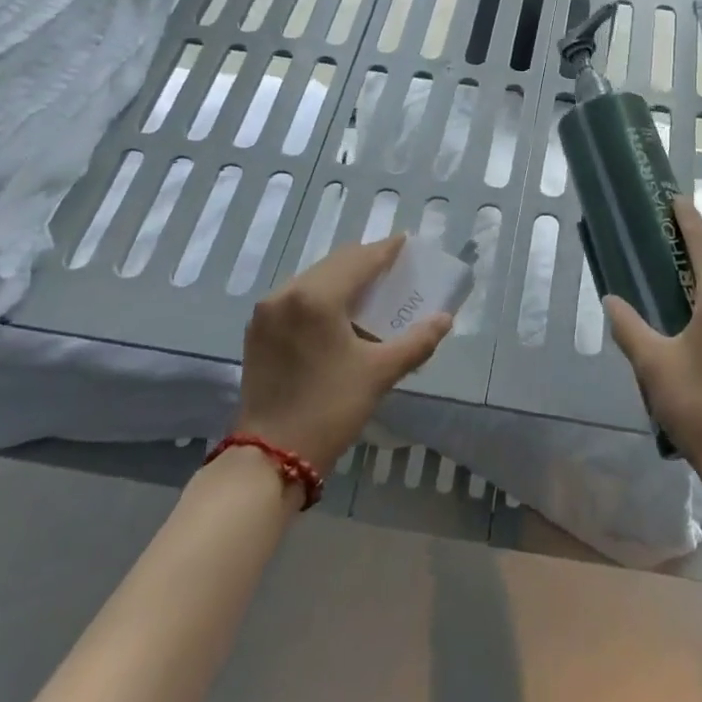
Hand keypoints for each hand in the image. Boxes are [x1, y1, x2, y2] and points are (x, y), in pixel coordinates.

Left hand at [234, 235, 452, 472]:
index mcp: (316, 297)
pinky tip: (338, 312)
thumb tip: (444, 319)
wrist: (269, 458)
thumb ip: (416, 341)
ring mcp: (266, 312)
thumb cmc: (329, 409)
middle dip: (365, 262)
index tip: (405, 242)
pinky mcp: (257, 331)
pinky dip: (321, 296)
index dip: (385, 250)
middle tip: (392, 266)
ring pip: (313, 279)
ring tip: (369, 289)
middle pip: (334, 264)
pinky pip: (296, 298)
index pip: (359, 259)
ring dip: (342, 278)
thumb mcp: (379, 374)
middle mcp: (286, 293)